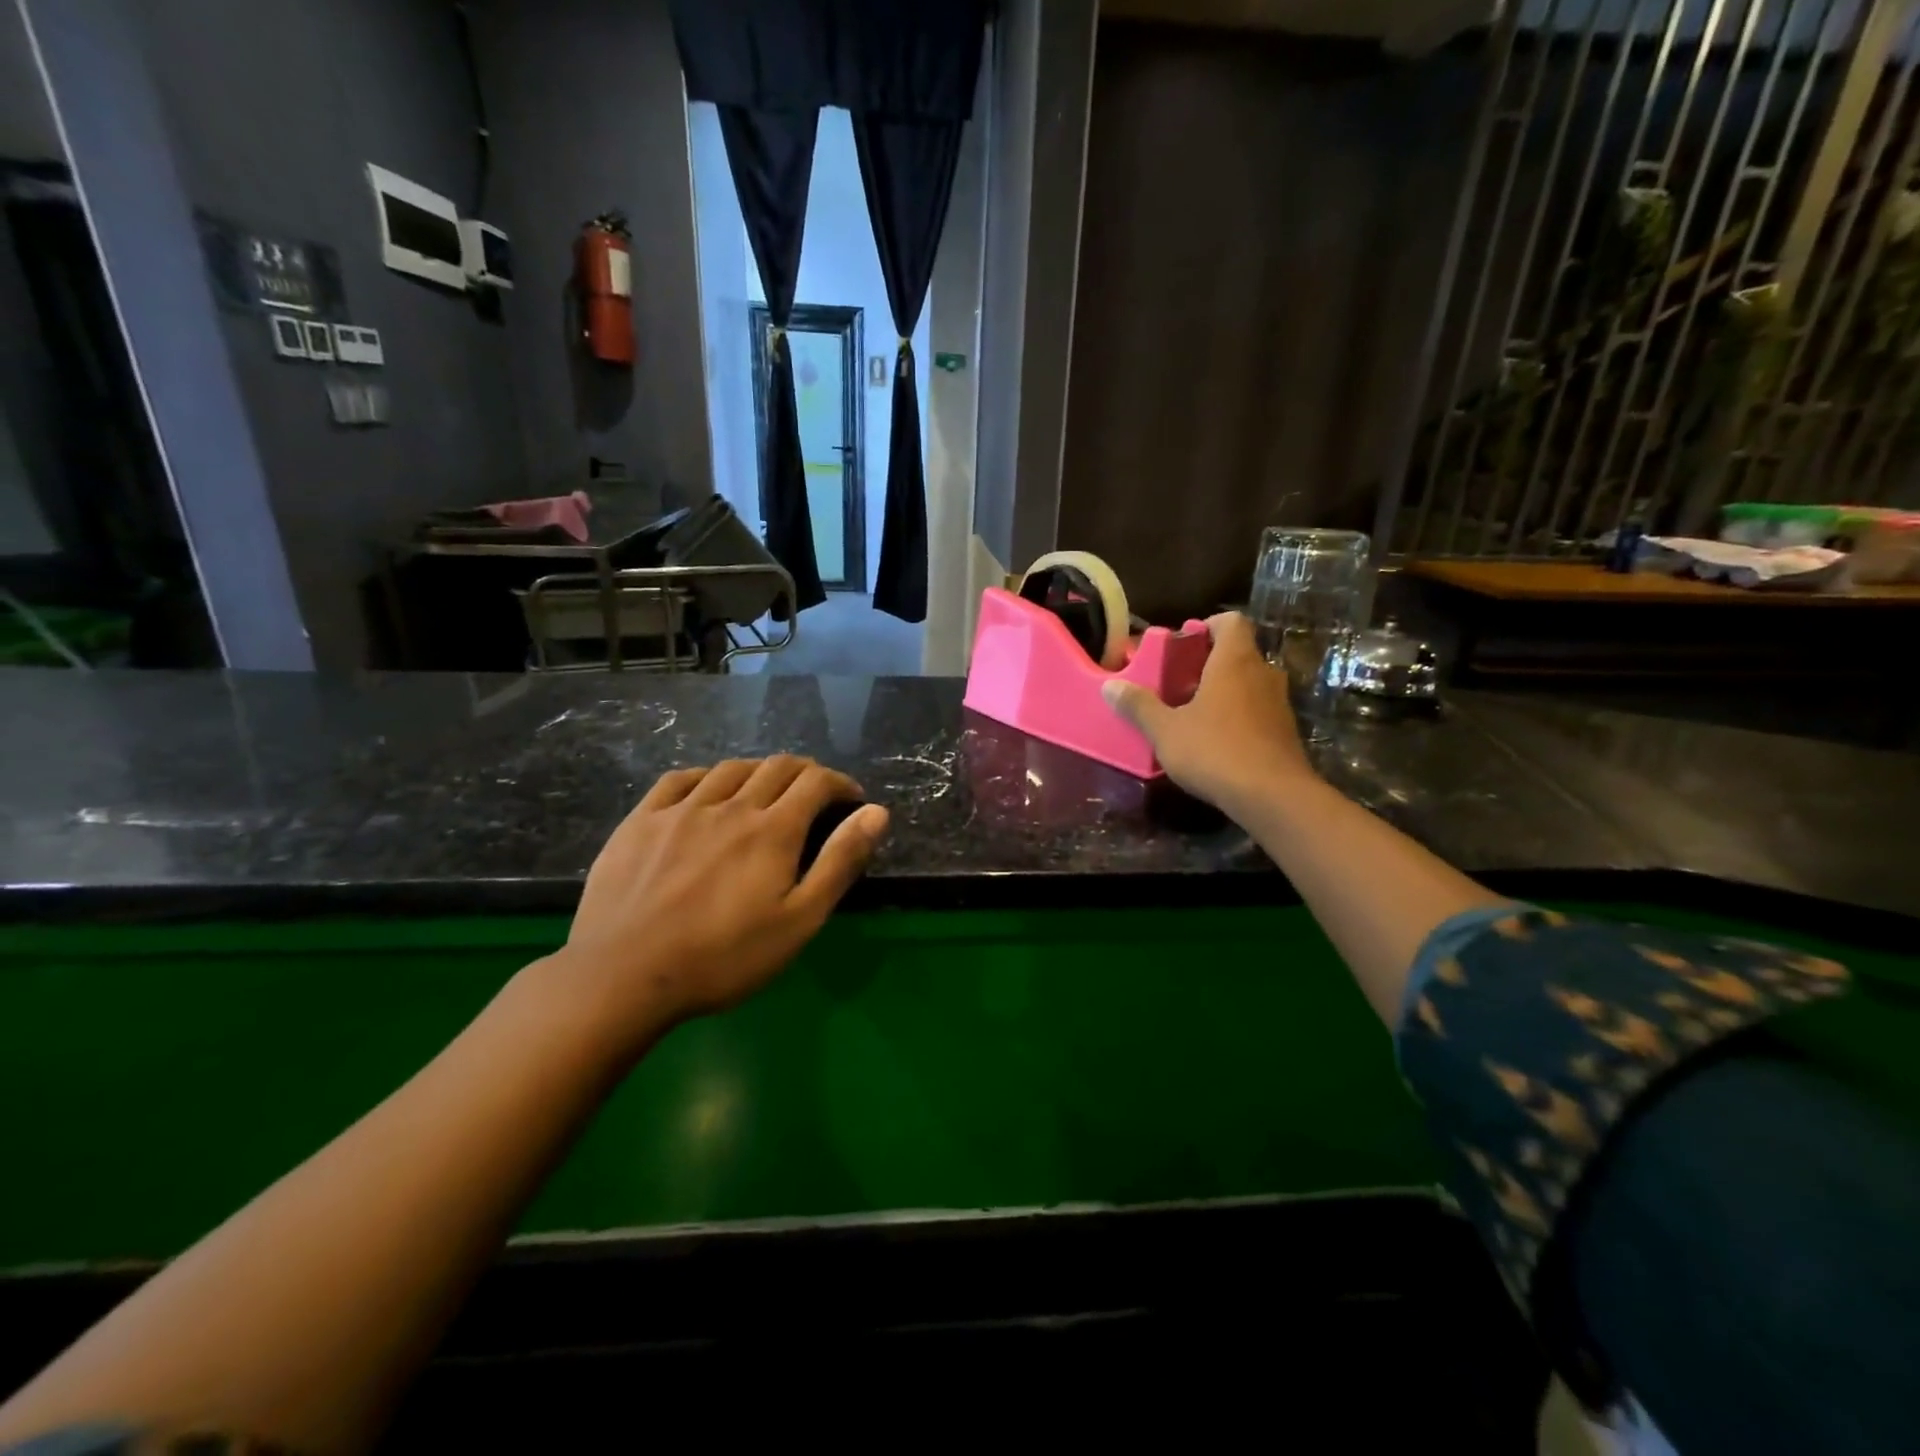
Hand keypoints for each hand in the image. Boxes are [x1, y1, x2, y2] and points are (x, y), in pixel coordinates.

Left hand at [559, 757, 888, 1043]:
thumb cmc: (724, 957)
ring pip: (731, 768)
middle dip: (805, 773)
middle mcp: (731, 806)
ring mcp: (682, 810)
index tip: (851, 798)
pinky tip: (708, 790)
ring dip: (759, 771)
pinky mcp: (641, 821)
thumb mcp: (799, 920)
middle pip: (777, 767)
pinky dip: (706, 776)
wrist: (624, 976)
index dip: (840, 783)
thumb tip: (877, 812)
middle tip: (815, 794)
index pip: (816, 782)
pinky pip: (679, 779)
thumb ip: (840, 862)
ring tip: (766, 791)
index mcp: (773, 829)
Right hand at [1102, 611, 1314, 813]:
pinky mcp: (1285, 732)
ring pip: (1248, 683)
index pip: (1230, 622)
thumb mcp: (1166, 730)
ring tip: (1191, 712)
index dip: (1207, 626)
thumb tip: (1109, 686)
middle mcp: (1263, 673)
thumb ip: (1138, 706)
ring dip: (1223, 691)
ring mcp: (1278, 703)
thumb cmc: (1215, 751)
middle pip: (1238, 653)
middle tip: (1176, 681)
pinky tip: (1214, 740)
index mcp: (1234, 661)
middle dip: (1208, 663)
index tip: (1182, 642)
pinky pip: (1257, 710)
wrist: (1273, 797)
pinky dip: (1237, 715)